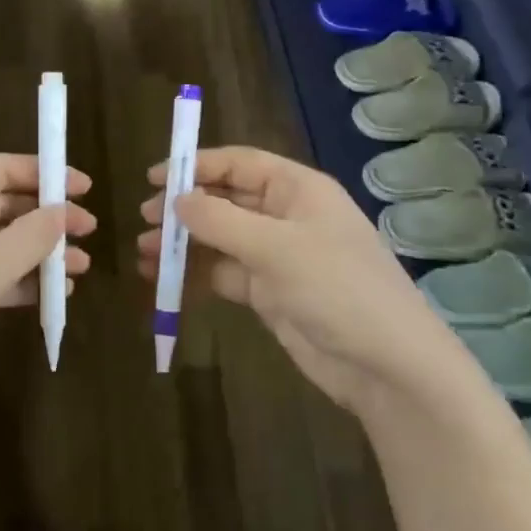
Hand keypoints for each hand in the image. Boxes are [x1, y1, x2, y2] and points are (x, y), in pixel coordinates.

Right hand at [137, 146, 456, 411]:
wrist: (387, 366)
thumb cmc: (337, 289)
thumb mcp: (276, 248)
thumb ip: (220, 221)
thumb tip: (176, 200)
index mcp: (298, 189)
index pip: (239, 164)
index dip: (196, 166)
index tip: (155, 178)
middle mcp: (286, 215)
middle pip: (225, 199)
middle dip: (184, 208)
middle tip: (144, 220)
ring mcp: (278, 256)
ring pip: (220, 238)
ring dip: (183, 243)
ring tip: (143, 253)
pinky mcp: (270, 293)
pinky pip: (223, 273)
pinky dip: (195, 274)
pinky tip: (163, 280)